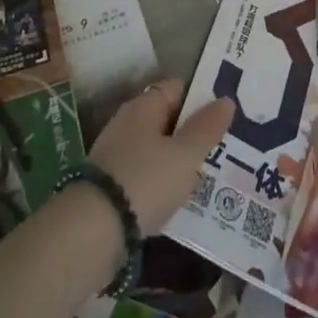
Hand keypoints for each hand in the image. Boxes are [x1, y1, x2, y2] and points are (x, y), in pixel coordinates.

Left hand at [88, 79, 235, 233]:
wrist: (92, 229)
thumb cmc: (146, 180)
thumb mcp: (185, 155)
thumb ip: (206, 128)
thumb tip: (226, 100)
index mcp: (144, 106)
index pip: (177, 88)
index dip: (201, 98)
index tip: (224, 115)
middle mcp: (126, 122)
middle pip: (166, 118)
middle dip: (190, 131)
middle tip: (221, 147)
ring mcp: (114, 152)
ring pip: (155, 147)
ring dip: (176, 158)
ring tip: (204, 175)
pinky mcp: (108, 182)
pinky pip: (143, 172)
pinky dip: (160, 179)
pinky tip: (175, 196)